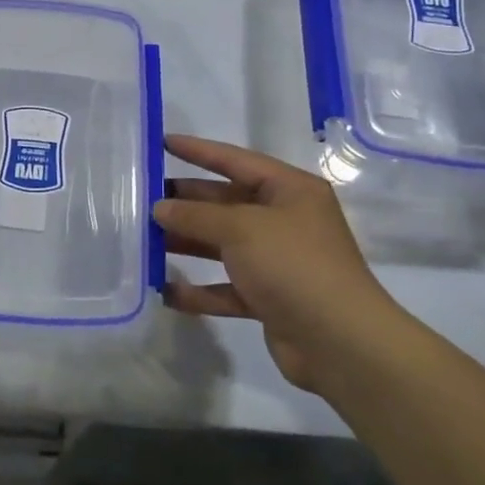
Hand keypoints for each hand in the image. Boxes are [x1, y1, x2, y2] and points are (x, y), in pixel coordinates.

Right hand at [152, 134, 404, 394]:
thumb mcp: (241, 229)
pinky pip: (226, 286)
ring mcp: (278, 261)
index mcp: (290, 191)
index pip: (236, 160)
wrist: (340, 342)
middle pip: (227, 203)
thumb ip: (196, 215)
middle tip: (144, 197)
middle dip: (187, 201)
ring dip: (188, 243)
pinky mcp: (270, 299)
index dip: (199, 151)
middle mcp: (286, 221)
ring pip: (223, 245)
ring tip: (145, 240)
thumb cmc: (293, 265)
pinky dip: (199, 289)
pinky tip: (166, 290)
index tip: (163, 142)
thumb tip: (160, 208)